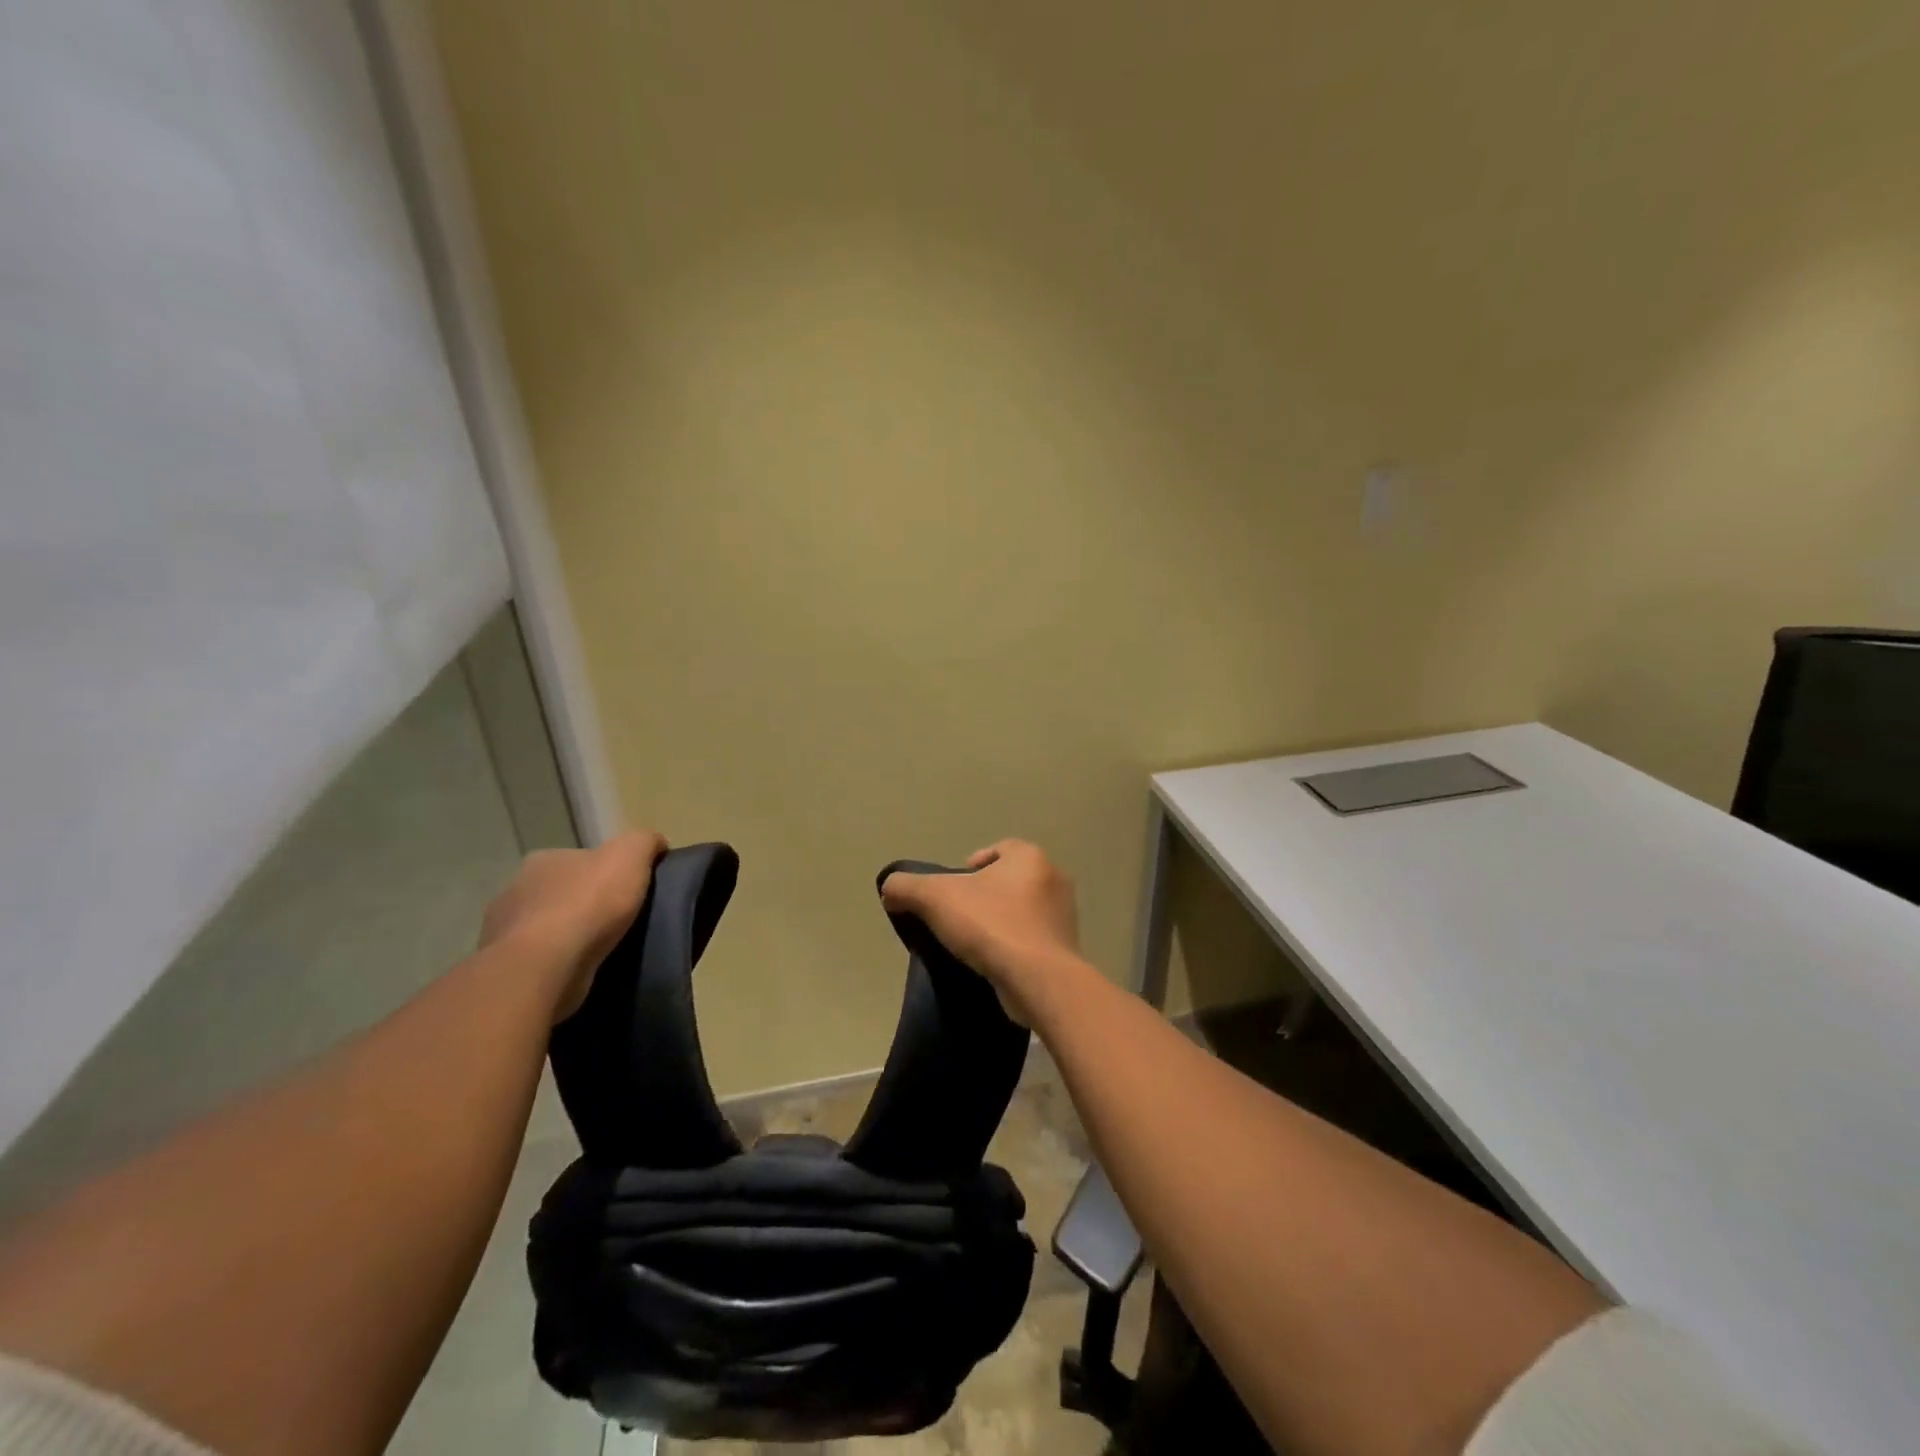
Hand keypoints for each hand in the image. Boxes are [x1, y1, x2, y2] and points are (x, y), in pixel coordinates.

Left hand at [480, 831, 666, 1020]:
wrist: (547, 967)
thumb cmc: (588, 903)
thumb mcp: (630, 855)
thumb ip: (644, 842)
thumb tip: (656, 844)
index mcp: (543, 860)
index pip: (580, 859)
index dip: (606, 871)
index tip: (629, 888)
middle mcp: (517, 890)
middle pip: (562, 892)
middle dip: (586, 903)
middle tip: (621, 919)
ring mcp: (505, 932)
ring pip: (548, 928)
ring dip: (570, 936)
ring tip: (604, 949)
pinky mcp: (510, 969)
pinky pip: (542, 961)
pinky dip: (560, 964)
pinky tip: (583, 970)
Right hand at [880, 840, 1079, 1023]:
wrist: (1039, 981)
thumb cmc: (990, 925)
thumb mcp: (935, 898)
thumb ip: (906, 887)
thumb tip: (890, 889)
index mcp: (1029, 857)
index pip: (999, 849)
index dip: (973, 865)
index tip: (953, 890)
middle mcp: (1054, 879)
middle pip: (1011, 881)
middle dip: (986, 895)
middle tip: (960, 917)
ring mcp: (1065, 916)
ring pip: (1024, 912)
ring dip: (1002, 922)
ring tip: (975, 945)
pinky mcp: (1066, 950)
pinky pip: (1034, 941)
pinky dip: (1016, 948)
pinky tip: (996, 964)